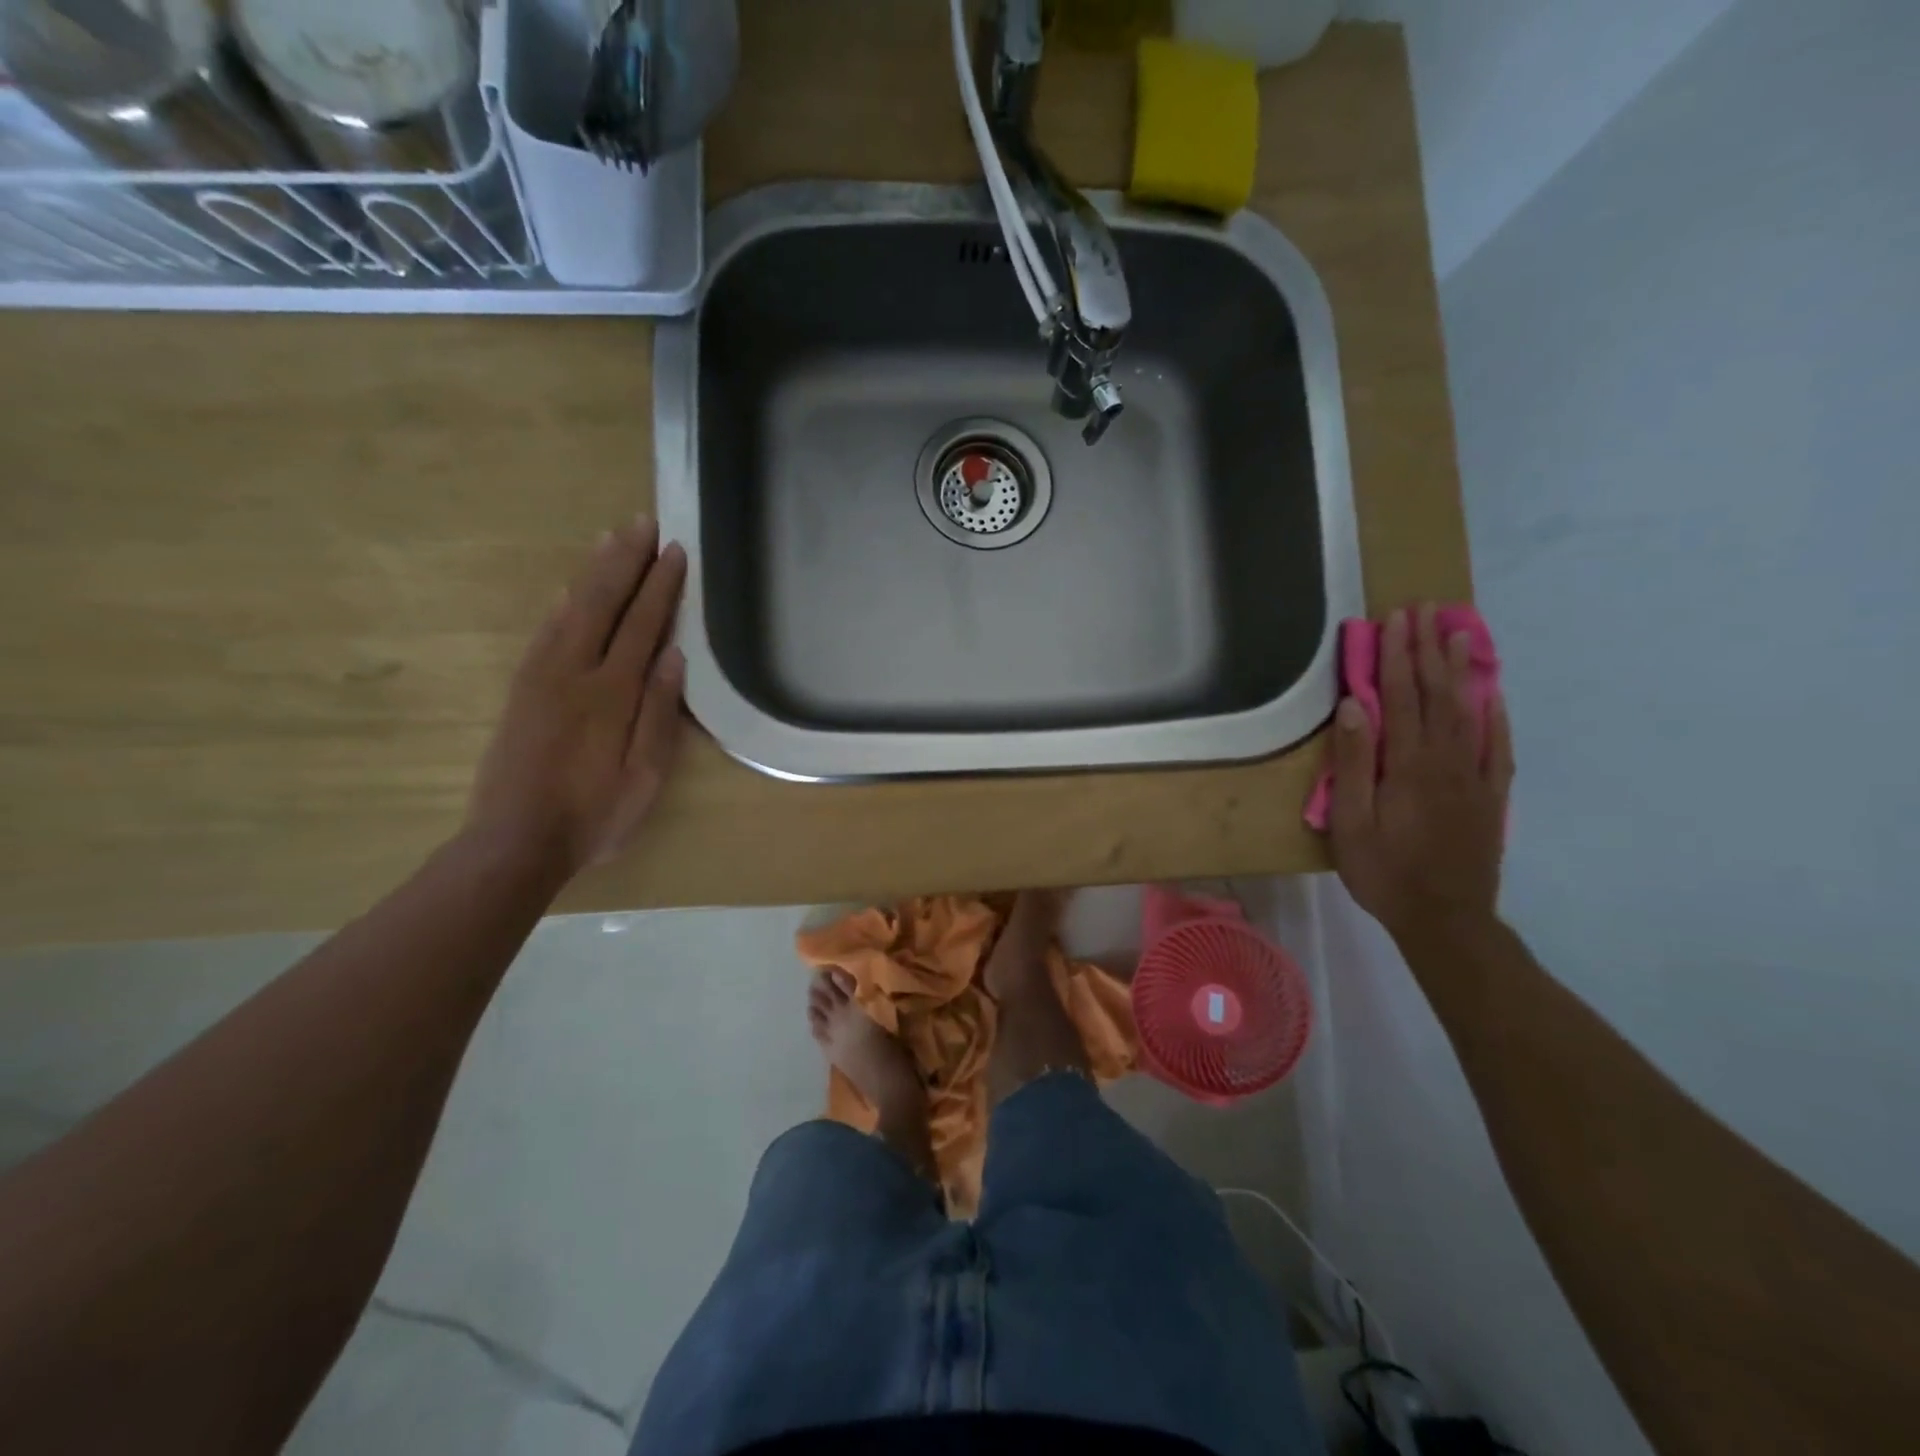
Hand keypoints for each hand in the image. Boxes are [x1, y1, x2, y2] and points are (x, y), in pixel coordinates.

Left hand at [468, 518, 687, 879]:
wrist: (514, 841)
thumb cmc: (594, 814)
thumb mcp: (645, 776)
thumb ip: (659, 714)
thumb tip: (674, 657)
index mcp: (611, 694)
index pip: (642, 625)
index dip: (661, 587)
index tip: (675, 551)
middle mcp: (574, 673)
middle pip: (602, 603)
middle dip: (625, 561)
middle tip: (642, 523)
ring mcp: (541, 678)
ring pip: (570, 609)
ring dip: (593, 572)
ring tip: (610, 539)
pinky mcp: (522, 690)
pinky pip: (544, 632)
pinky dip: (561, 604)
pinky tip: (567, 590)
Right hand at [1329, 604, 1513, 944]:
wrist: (1446, 918)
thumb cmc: (1385, 871)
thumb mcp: (1351, 821)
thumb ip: (1354, 762)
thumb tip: (1354, 706)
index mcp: (1408, 764)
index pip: (1402, 697)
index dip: (1398, 656)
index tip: (1396, 620)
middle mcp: (1446, 759)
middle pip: (1437, 694)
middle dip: (1429, 649)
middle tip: (1427, 610)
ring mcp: (1474, 775)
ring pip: (1468, 711)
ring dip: (1461, 670)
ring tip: (1459, 632)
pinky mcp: (1490, 794)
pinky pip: (1496, 745)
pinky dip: (1494, 714)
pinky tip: (1491, 694)